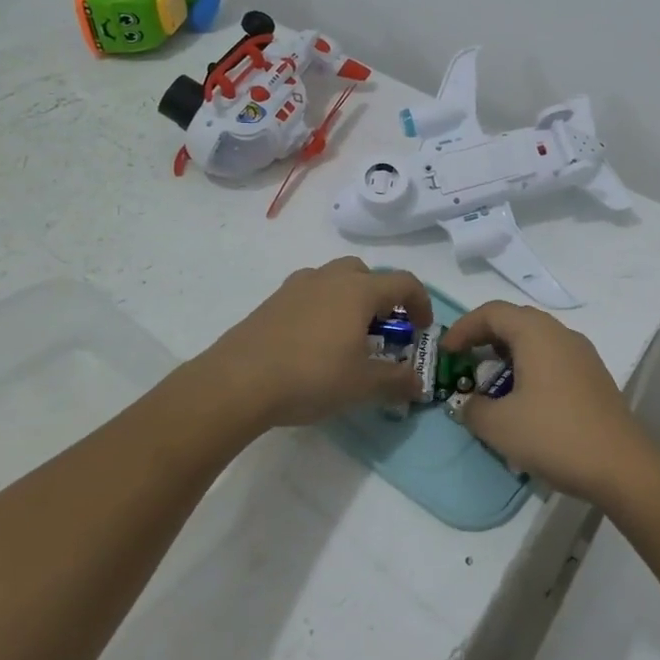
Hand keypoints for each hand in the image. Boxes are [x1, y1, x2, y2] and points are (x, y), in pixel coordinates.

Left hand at [196, 258, 431, 428]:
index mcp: (358, 290)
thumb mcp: (362, 385)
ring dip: (350, 300)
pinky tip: (313, 344)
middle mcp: (330, 278)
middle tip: (383, 330)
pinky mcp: (272, 302)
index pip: (404, 282)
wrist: (237, 382)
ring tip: (347, 336)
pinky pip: (309, 295)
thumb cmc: (311, 376)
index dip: (421, 303)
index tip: (422, 330)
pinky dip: (322, 309)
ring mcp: (297, 287)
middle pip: (367, 274)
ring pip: (334, 280)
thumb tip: (419, 384)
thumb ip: (396, 381)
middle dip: (382, 297)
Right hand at [442, 302, 652, 503]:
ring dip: (508, 356)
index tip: (446, 353)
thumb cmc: (554, 435)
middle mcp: (561, 333)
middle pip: (515, 321)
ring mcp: (582, 354)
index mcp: (536, 333)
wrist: (621, 466)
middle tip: (464, 364)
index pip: (492, 312)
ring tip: (490, 387)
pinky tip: (523, 403)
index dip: (463, 328)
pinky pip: (553, 359)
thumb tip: (469, 404)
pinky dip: (530, 369)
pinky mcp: (593, 376)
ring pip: (536, 341)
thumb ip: (473, 409)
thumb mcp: (500, 426)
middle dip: (485, 339)